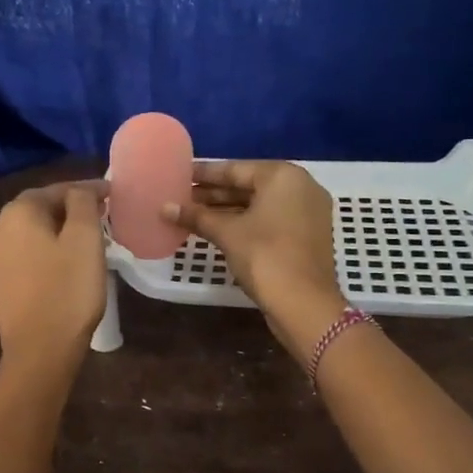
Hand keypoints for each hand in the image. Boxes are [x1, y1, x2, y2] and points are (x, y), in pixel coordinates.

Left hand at [0, 180, 107, 370]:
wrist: (40, 350)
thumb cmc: (68, 290)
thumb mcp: (85, 239)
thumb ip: (83, 203)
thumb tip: (80, 191)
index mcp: (17, 213)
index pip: (56, 189)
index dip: (87, 189)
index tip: (112, 194)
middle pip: (39, 209)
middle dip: (70, 209)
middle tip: (102, 214)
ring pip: (31, 232)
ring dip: (58, 230)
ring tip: (87, 238)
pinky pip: (25, 255)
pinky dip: (46, 251)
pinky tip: (65, 263)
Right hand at [164, 162, 346, 356]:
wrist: (304, 303)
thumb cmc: (264, 257)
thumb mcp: (227, 233)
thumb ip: (196, 216)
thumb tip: (164, 208)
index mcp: (283, 176)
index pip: (234, 169)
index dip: (204, 174)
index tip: (179, 175)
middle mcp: (300, 186)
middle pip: (248, 185)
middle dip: (214, 194)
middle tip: (181, 197)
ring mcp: (307, 212)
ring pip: (259, 205)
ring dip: (227, 210)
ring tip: (193, 214)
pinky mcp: (307, 235)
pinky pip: (270, 219)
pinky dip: (245, 223)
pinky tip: (217, 230)